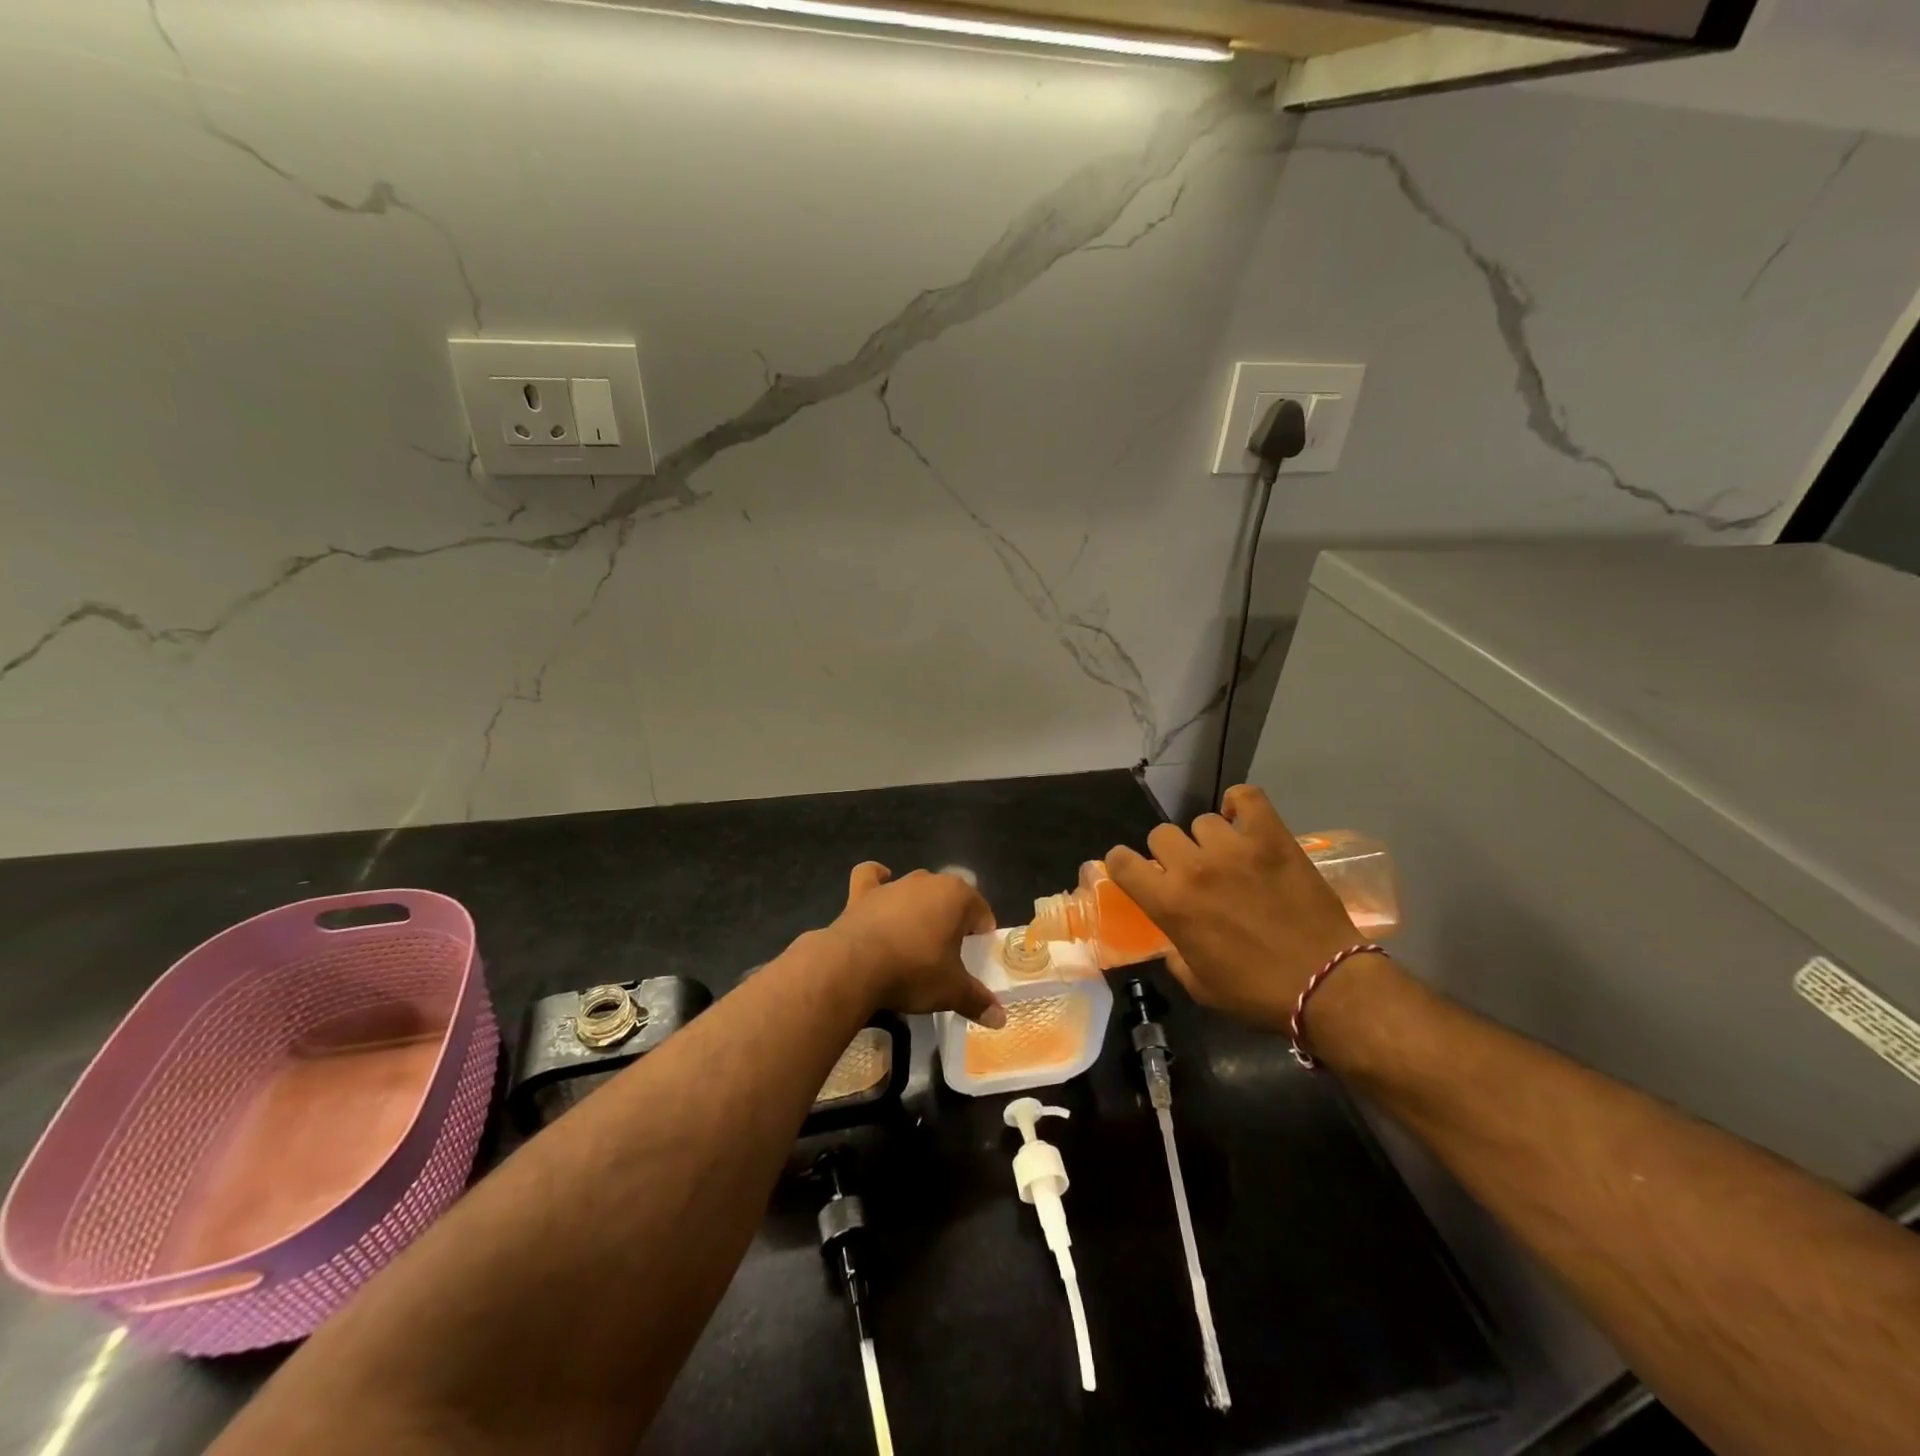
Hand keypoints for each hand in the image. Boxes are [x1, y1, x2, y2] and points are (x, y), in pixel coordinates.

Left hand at [825, 863, 1004, 1026]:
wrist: (854, 966)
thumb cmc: (913, 971)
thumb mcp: (951, 991)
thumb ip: (977, 1000)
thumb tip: (1000, 1019)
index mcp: (957, 896)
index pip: (981, 912)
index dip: (981, 934)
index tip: (976, 957)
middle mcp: (927, 881)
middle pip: (949, 898)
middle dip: (952, 920)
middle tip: (948, 953)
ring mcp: (894, 885)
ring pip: (916, 889)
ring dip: (920, 907)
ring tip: (917, 938)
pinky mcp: (863, 893)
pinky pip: (872, 877)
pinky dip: (877, 880)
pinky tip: (880, 889)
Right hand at [1105, 785, 1368, 1031]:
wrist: (1326, 984)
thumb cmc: (1257, 993)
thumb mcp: (1199, 985)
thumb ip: (1175, 953)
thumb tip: (1173, 938)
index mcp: (1170, 904)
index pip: (1121, 861)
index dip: (1122, 864)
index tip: (1136, 873)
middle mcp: (1194, 868)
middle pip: (1161, 835)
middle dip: (1170, 854)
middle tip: (1192, 874)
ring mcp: (1234, 848)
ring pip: (1201, 821)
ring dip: (1208, 840)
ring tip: (1229, 858)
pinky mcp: (1272, 837)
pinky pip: (1245, 797)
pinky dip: (1239, 804)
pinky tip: (1242, 822)